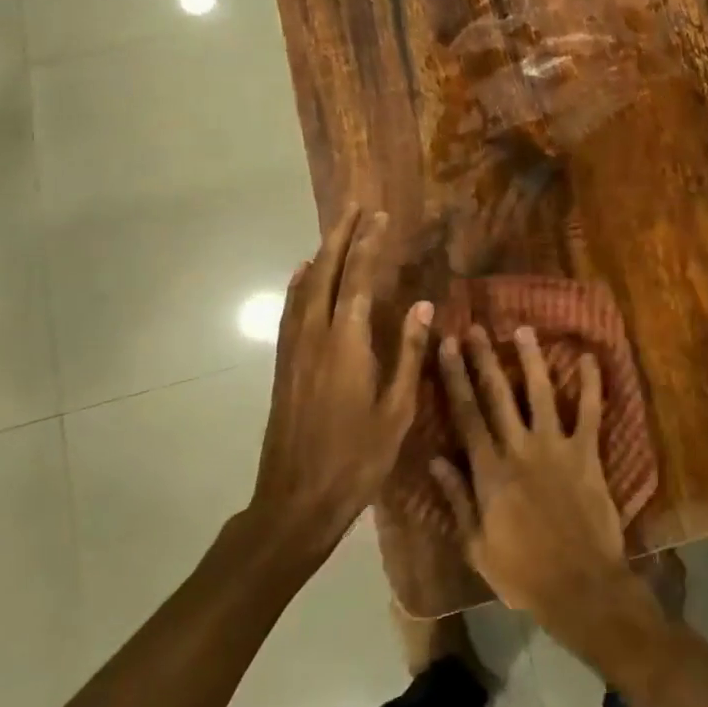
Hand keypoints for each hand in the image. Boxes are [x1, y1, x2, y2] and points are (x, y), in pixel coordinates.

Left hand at [252, 206, 433, 564]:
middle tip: (356, 207)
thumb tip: (424, 306)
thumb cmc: (357, 459)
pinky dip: (299, 283)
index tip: (381, 217)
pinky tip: (302, 275)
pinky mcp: (283, 365)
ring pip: (305, 288)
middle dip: (342, 236)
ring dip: (322, 254)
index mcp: (347, 344)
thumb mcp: (397, 410)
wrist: (296, 500)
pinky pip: (291, 310)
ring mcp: (294, 350)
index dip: (370, 245)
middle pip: (327, 273)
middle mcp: (315, 336)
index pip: (360, 280)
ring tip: (336, 230)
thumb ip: (409, 353)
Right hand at [430, 326, 639, 647]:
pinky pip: (591, 413)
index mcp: (489, 472)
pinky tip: (590, 358)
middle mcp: (520, 449)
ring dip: (531, 359)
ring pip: (541, 392)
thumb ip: (457, 499)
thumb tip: (435, 459)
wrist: (580, 586)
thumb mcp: (476, 545)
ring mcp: (557, 447)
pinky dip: (592, 385)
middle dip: (483, 359)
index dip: (454, 378)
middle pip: (497, 395)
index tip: (446, 347)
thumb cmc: (522, 572)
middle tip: (474, 328)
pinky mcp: (588, 454)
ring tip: (523, 330)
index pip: (466, 415)